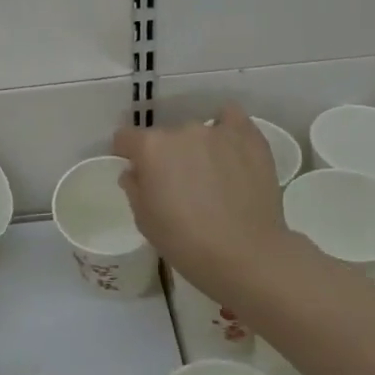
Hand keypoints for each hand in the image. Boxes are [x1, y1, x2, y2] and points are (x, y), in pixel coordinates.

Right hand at [113, 105, 288, 292]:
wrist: (246, 255)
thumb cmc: (186, 242)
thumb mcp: (144, 220)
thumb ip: (134, 187)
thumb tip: (136, 172)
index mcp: (150, 148)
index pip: (125, 138)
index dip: (128, 155)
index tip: (138, 173)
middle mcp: (181, 130)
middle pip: (164, 138)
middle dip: (166, 156)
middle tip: (179, 185)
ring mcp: (217, 131)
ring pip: (197, 132)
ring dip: (196, 148)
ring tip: (211, 176)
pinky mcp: (249, 138)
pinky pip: (231, 118)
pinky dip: (226, 128)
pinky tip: (229, 147)